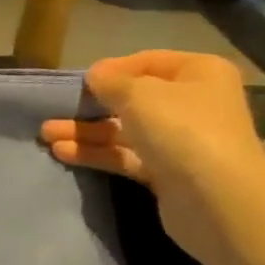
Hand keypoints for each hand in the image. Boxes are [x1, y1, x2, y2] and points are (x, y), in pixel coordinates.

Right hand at [41, 51, 264, 264]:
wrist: (218, 202)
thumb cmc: (182, 130)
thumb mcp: (138, 94)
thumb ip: (110, 81)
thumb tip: (95, 76)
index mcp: (198, 72)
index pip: (146, 62)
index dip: (111, 70)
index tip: (78, 83)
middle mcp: (193, 103)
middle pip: (133, 99)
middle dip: (91, 106)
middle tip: (54, 111)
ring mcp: (182, 141)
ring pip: (126, 130)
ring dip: (87, 131)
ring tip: (46, 135)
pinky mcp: (168, 174)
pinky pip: (127, 156)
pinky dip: (98, 153)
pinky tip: (63, 153)